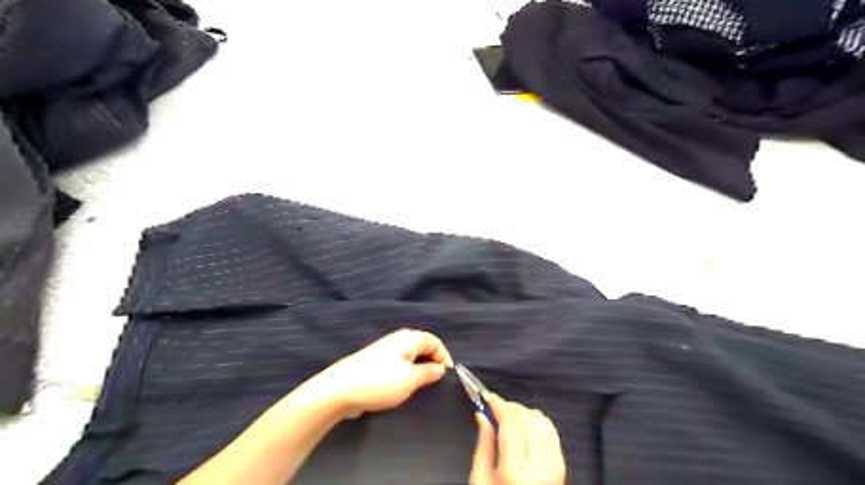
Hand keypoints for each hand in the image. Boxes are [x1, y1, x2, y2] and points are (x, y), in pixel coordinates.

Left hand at [301, 328, 453, 417]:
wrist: (339, 390)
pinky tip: (404, 388)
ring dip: (419, 369)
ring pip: (410, 357)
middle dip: (432, 362)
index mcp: (408, 338)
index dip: (444, 357)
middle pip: (423, 347)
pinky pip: (399, 365)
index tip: (448, 377)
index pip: (434, 341)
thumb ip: (429, 372)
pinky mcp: (376, 363)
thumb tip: (440, 368)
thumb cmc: (380, 382)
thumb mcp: (411, 379)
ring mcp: (385, 351)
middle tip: (436, 382)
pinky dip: (406, 374)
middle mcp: (397, 340)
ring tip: (422, 387)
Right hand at [471, 396, 565, 482]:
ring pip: (542, 423)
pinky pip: (552, 434)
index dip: (499, 404)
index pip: (510, 422)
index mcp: (515, 470)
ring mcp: (553, 468)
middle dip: (510, 407)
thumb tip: (482, 416)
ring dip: (525, 413)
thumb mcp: (480, 479)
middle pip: (527, 419)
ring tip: (510, 416)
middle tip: (497, 406)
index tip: (489, 397)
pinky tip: (528, 425)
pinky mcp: (561, 469)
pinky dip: (539, 423)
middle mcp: (539, 467)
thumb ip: (483, 444)